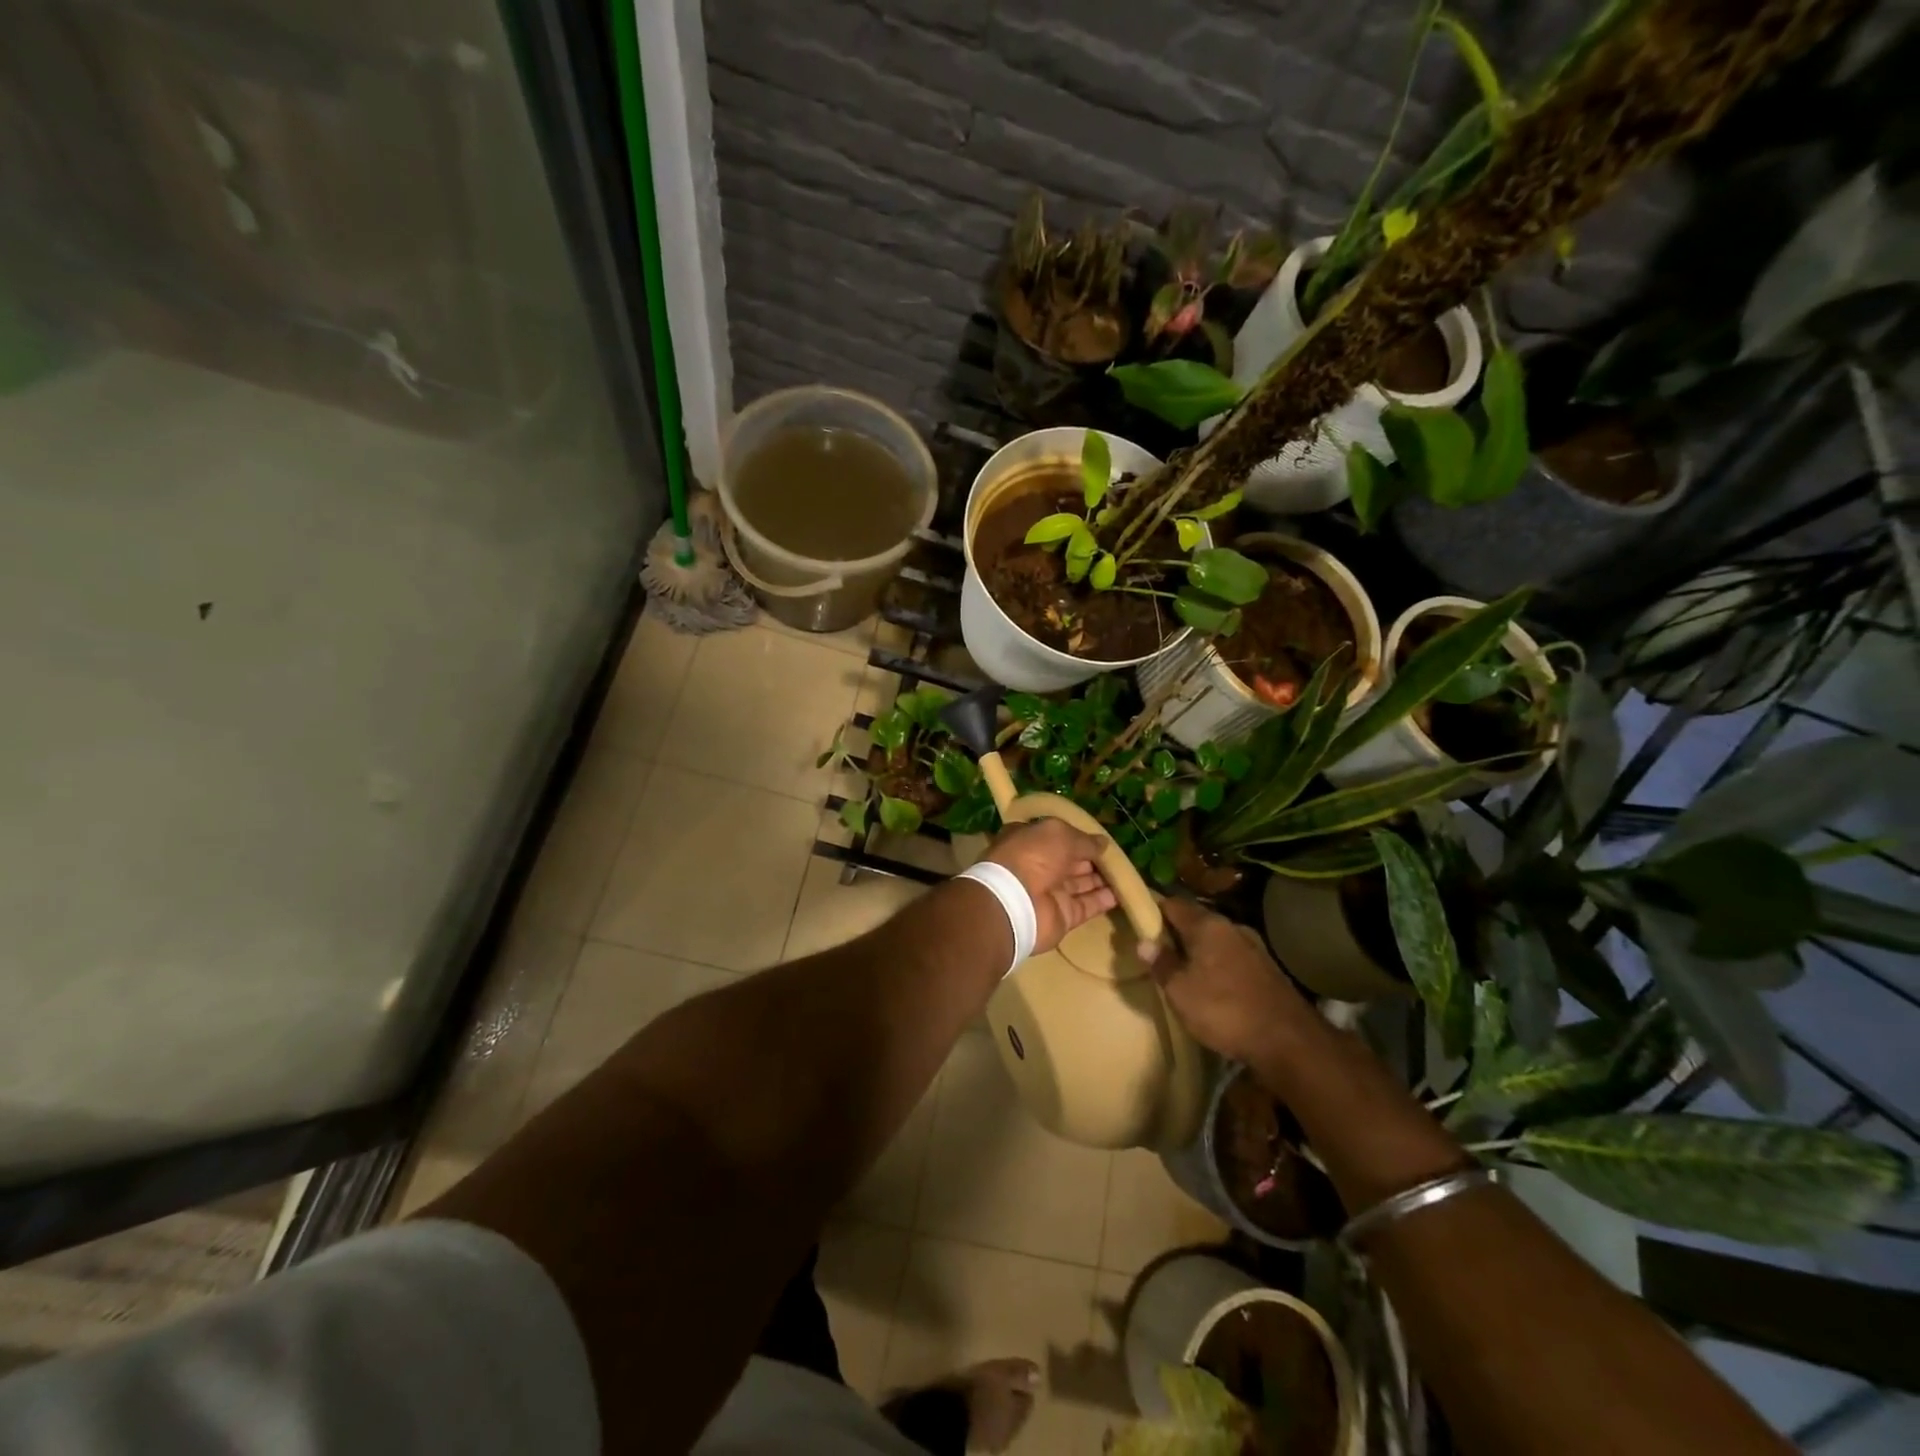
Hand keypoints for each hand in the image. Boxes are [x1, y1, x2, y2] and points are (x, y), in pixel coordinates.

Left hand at [983, 819, 1116, 953]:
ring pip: (1081, 883)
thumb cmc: (1032, 855)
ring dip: (1102, 879)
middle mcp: (1038, 865)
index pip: (1056, 836)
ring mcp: (1050, 892)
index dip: (1077, 836)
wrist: (1015, 902)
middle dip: (1092, 859)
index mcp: (1029, 840)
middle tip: (1120, 856)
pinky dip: (1104, 900)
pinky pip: (1087, 905)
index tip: (1099, 837)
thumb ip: (1084, 840)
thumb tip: (1103, 843)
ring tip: (1127, 872)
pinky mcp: (1062, 915)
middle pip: (1070, 861)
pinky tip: (1123, 893)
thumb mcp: (1060, 834)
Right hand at [1149, 898, 1309, 1064]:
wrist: (1289, 1042)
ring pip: (1216, 939)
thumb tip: (1144, 943)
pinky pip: (1232, 956)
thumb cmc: (1225, 1011)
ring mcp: (1254, 946)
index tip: (1138, 922)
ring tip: (1182, 968)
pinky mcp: (1267, 968)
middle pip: (1196, 920)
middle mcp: (1232, 927)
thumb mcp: (1180, 992)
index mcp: (1207, 925)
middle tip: (1156, 949)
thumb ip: (1162, 964)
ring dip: (1198, 950)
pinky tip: (1211, 984)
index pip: (1173, 904)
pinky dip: (1217, 964)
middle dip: (1175, 932)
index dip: (1153, 910)